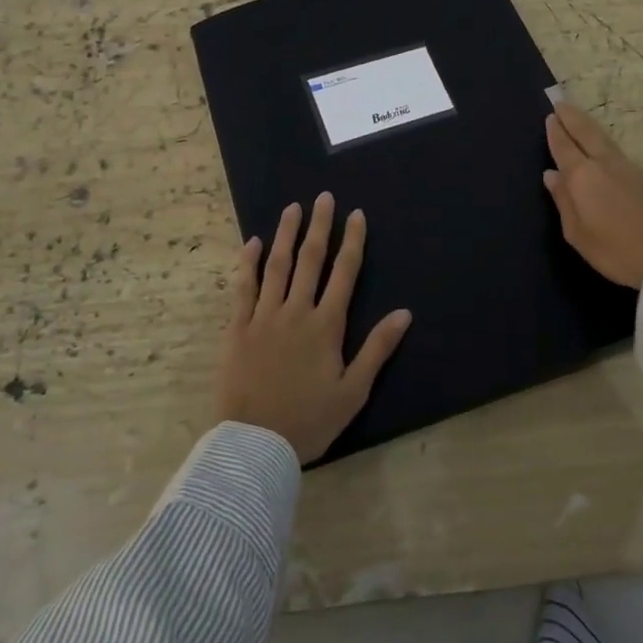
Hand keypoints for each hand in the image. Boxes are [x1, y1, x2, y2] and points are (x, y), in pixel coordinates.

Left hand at [215, 192, 412, 463]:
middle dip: (320, 226)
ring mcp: (264, 317)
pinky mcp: (237, 328)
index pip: (344, 272)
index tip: (356, 215)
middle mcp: (296, 311)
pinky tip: (253, 243)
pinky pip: (243, 288)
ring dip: (286, 234)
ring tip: (293, 208)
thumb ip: (377, 348)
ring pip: (277, 266)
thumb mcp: (353, 391)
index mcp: (326, 325)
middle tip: (323, 197)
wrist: (254, 444)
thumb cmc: (309, 420)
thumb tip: (404, 313)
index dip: (352, 241)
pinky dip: (248, 263)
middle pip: (311, 260)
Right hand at [544, 101, 642, 288]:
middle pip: (587, 133)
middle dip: (572, 117)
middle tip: (561, 103)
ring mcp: (631, 169)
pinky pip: (618, 153)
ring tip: (579, 121)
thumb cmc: (616, 251)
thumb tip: (551, 174)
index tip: (550, 116)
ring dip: (589, 127)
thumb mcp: (578, 234)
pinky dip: (604, 144)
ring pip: (605, 140)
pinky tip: (602, 150)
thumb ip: (563, 201)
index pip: (565, 147)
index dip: (556, 131)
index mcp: (584, 177)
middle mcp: (606, 165)